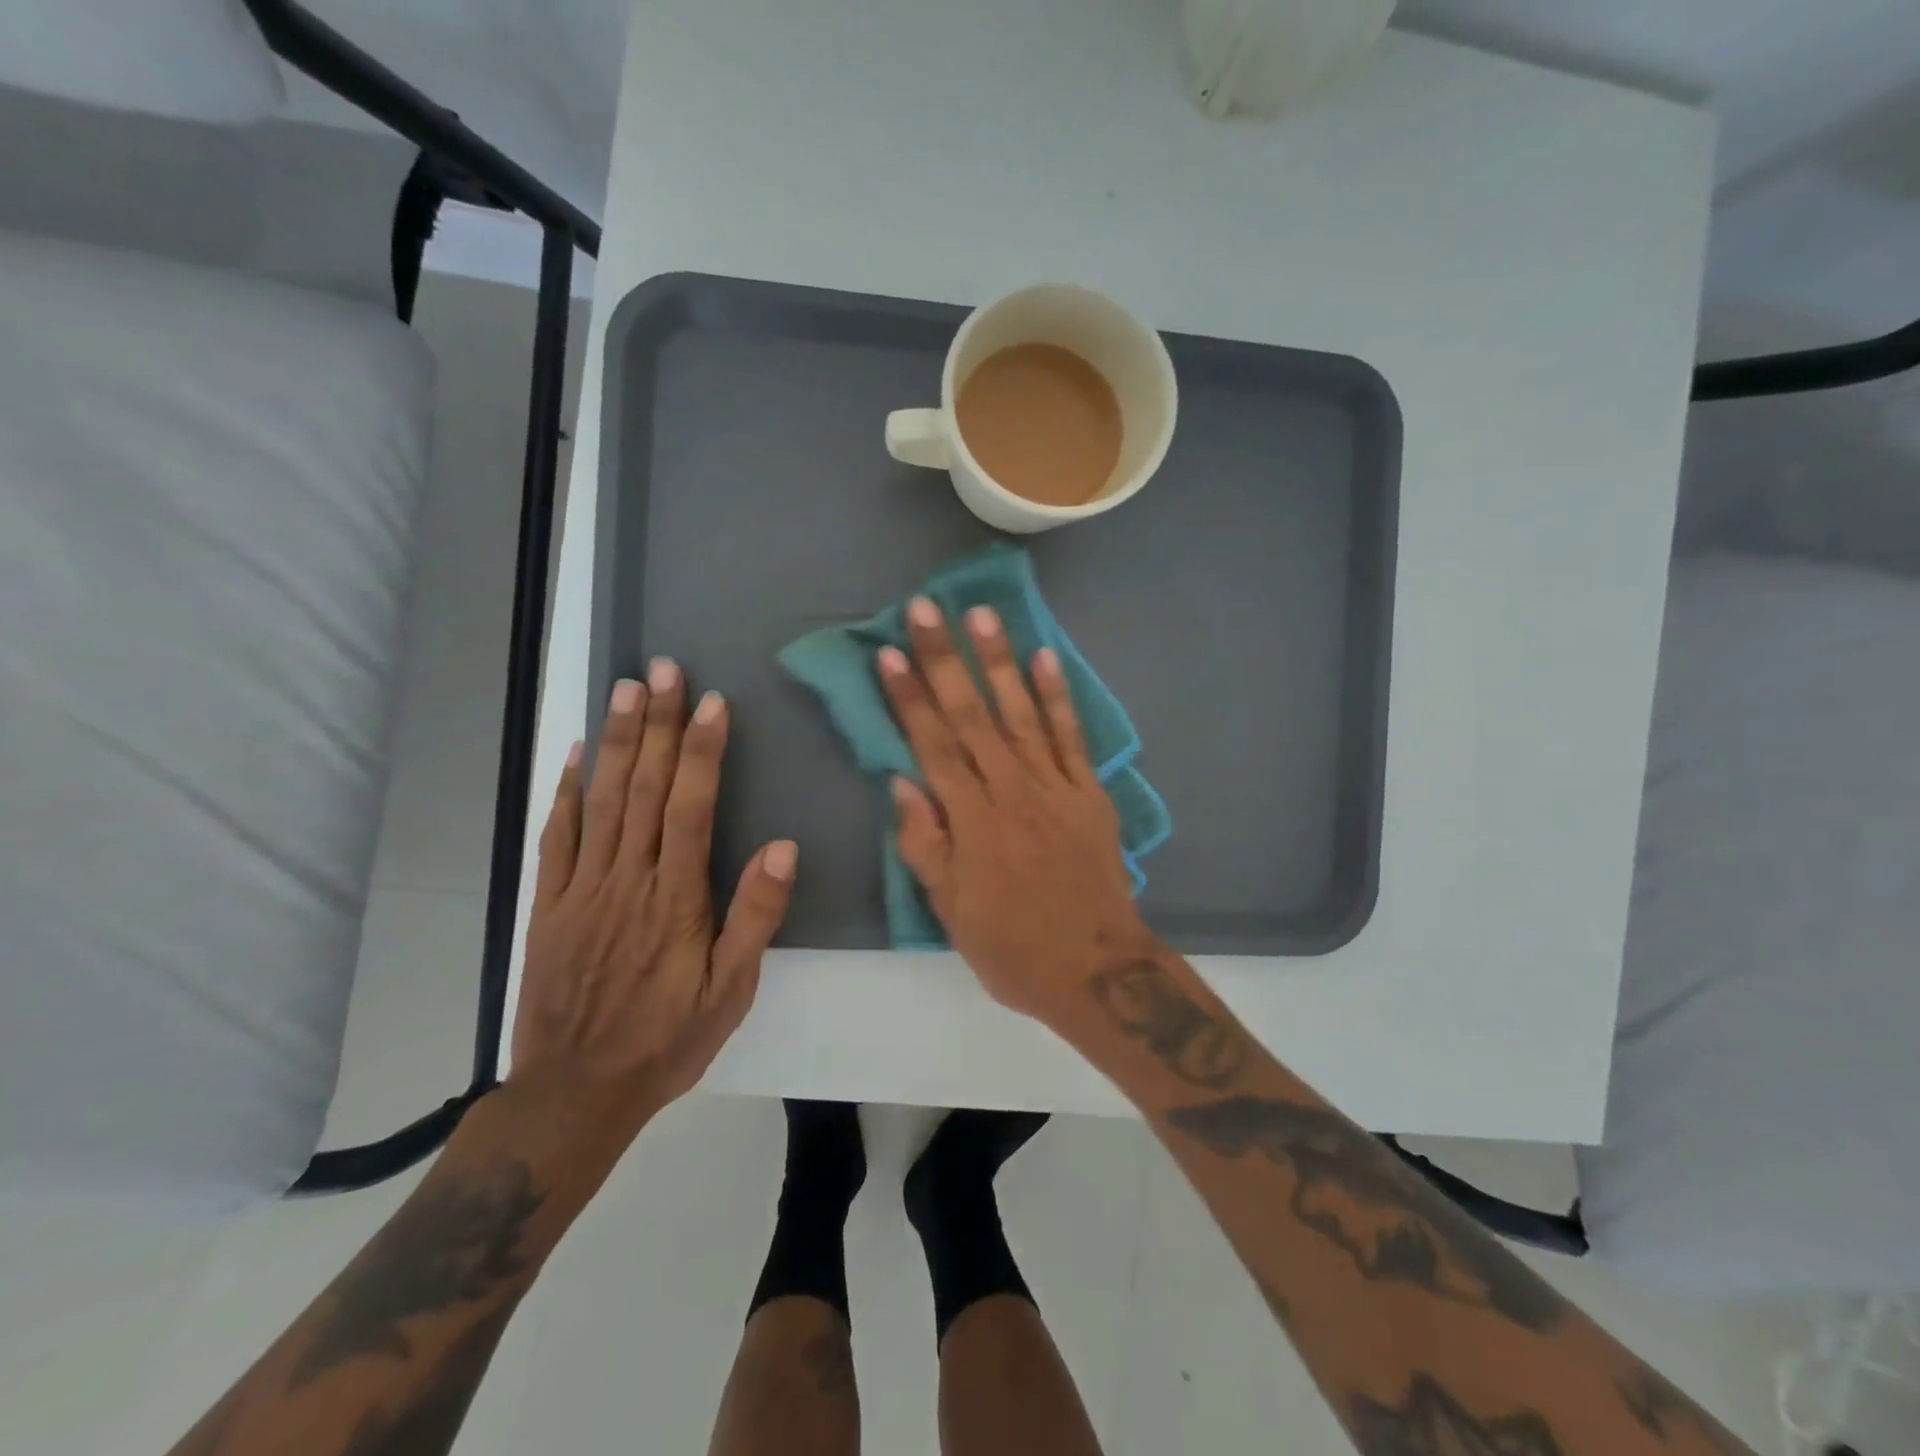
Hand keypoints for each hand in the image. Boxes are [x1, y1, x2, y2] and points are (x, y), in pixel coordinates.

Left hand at [511, 661, 796, 1136]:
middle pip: (644, 789)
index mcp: (676, 898)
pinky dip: (567, 791)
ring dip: (615, 741)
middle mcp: (628, 879)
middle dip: (658, 725)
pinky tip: (577, 754)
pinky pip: (557, 837)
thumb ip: (755, 917)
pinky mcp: (551, 903)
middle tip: (665, 671)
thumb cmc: (667, 1038)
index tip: (711, 704)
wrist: (576, 1091)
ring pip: (602, 800)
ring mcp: (583, 888)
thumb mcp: (730, 990)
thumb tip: (781, 847)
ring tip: (626, 689)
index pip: (691, 808)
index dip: (701, 752)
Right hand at [877, 600, 1151, 1025]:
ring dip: (1000, 661)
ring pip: (1022, 713)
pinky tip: (1045, 657)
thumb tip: (902, 784)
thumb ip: (925, 845)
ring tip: (982, 614)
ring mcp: (1056, 787)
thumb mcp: (952, 913)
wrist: (1098, 970)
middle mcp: (1012, 791)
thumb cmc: (1014, 948)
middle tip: (926, 608)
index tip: (890, 653)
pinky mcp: (1090, 793)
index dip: (909, 698)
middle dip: (946, 659)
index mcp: (972, 822)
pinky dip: (1058, 696)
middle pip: (972, 715)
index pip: (932, 746)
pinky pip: (1072, 736)